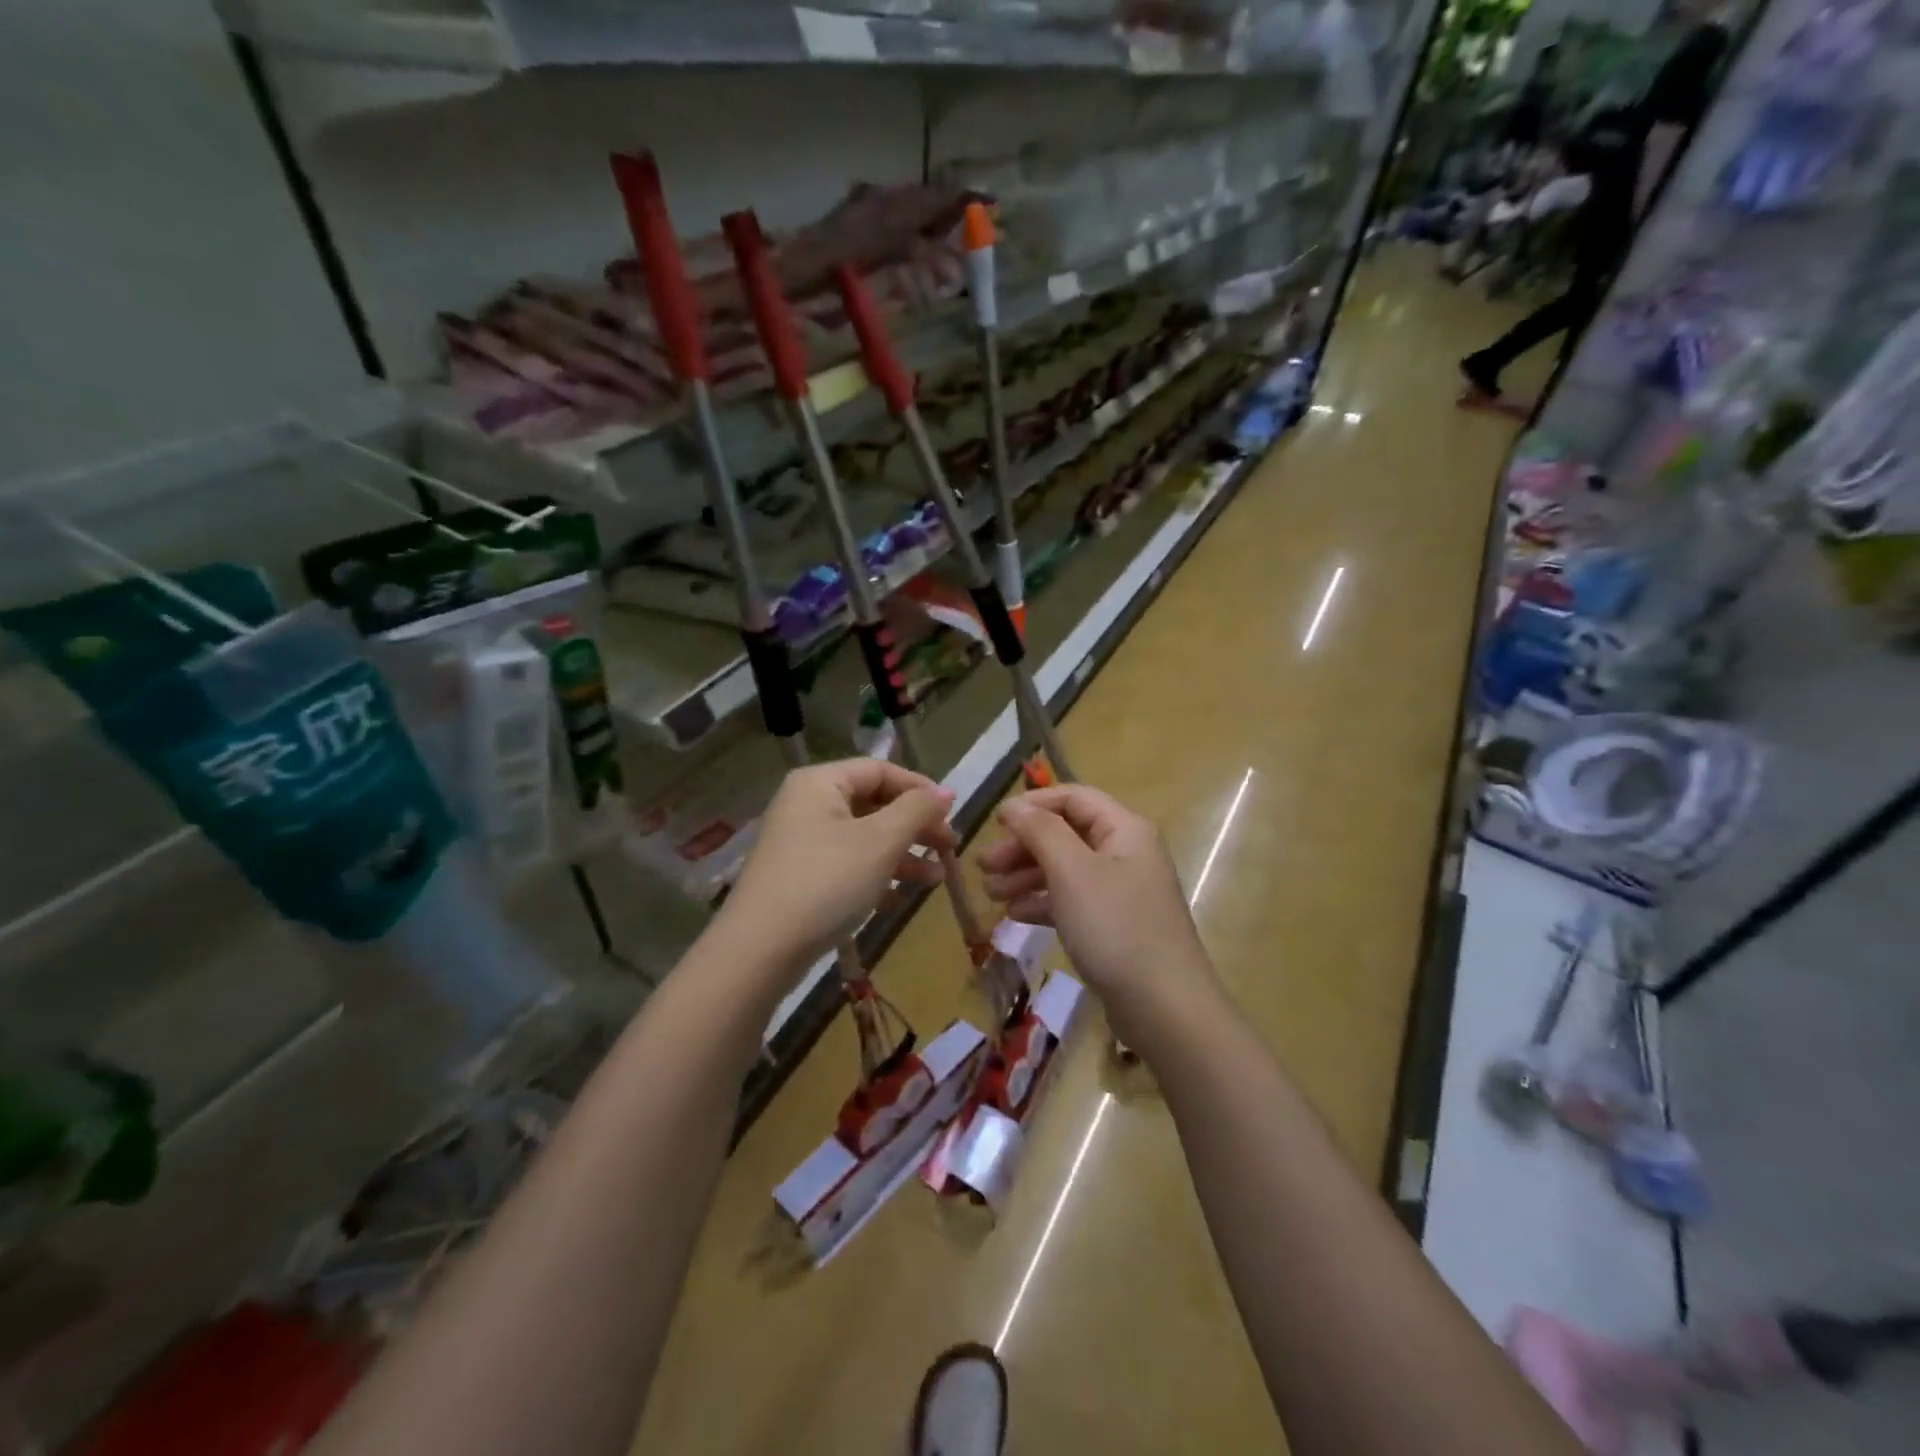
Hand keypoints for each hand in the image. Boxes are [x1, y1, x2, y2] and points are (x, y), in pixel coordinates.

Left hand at [716, 759, 956, 982]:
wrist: (760, 950)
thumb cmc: (827, 882)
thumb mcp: (881, 842)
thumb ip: (917, 810)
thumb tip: (947, 791)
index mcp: (821, 783)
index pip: (881, 770)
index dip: (920, 789)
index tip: (952, 815)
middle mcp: (807, 805)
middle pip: (873, 804)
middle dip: (914, 827)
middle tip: (949, 850)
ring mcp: (800, 842)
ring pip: (863, 838)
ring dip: (901, 855)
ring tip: (934, 880)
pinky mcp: (799, 877)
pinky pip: (846, 864)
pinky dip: (875, 876)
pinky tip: (896, 900)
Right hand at [979, 785, 1216, 1049]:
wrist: (1164, 1008)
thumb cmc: (1115, 928)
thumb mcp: (1071, 872)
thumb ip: (1041, 831)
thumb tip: (1014, 805)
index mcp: (1124, 829)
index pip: (1073, 797)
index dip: (1032, 805)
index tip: (994, 822)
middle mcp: (1126, 852)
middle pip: (1066, 833)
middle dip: (1023, 846)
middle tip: (984, 866)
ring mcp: (1122, 891)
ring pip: (1066, 869)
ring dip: (1026, 876)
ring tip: (991, 894)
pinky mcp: (1115, 925)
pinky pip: (1073, 900)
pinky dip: (1044, 902)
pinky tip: (1015, 915)